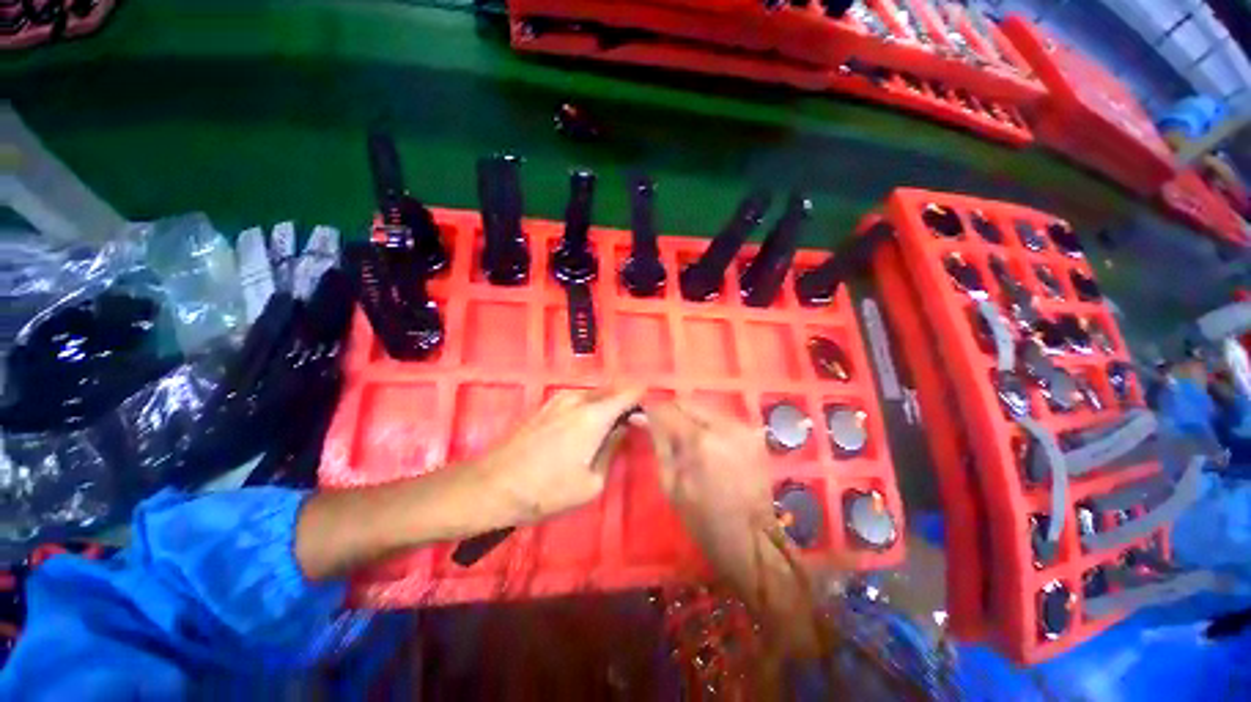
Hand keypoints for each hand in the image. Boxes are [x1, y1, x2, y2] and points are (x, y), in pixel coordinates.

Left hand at [471, 387, 643, 524]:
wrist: (493, 485)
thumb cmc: (547, 490)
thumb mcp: (592, 482)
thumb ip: (613, 448)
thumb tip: (624, 428)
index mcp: (595, 414)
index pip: (631, 391)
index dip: (645, 397)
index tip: (651, 412)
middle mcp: (579, 398)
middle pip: (613, 389)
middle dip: (626, 402)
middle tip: (633, 424)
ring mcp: (560, 398)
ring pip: (595, 394)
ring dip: (607, 405)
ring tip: (608, 429)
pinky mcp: (546, 404)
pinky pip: (579, 399)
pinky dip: (590, 407)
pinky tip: (585, 429)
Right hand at [644, 400, 825, 656]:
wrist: (751, 538)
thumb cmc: (702, 518)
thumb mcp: (670, 483)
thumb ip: (658, 442)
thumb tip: (641, 416)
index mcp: (700, 441)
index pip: (667, 409)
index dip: (651, 411)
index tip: (642, 418)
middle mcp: (724, 426)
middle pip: (687, 402)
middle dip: (671, 412)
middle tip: (662, 428)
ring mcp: (742, 427)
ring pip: (704, 407)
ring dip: (689, 417)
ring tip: (683, 437)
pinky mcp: (753, 433)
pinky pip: (721, 417)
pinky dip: (707, 424)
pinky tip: (705, 443)